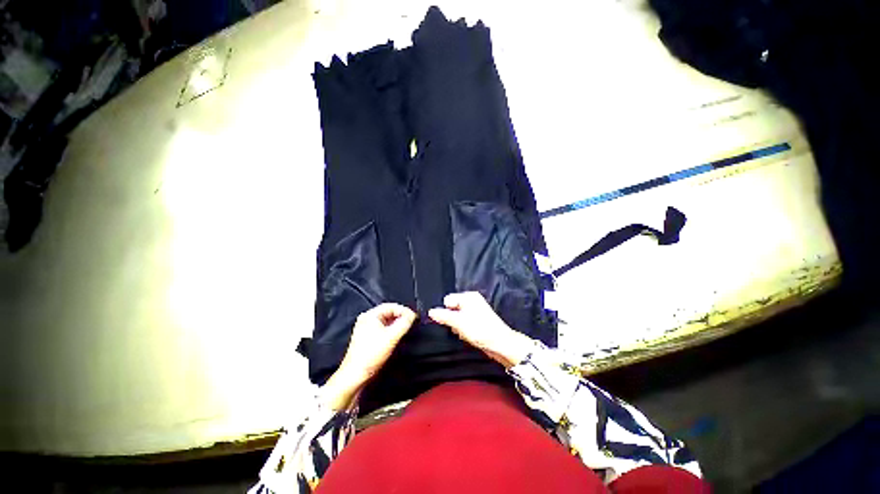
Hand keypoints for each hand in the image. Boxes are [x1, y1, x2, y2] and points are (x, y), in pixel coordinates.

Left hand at [337, 303, 416, 385]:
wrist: (356, 375)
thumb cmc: (371, 354)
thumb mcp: (392, 336)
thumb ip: (404, 323)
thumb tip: (413, 315)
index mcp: (370, 315)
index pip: (391, 306)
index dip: (404, 310)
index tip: (414, 317)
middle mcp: (367, 319)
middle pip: (389, 312)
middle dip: (401, 316)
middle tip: (412, 322)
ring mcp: (366, 328)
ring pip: (387, 320)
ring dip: (397, 323)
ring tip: (407, 328)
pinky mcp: (368, 337)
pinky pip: (383, 328)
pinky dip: (392, 329)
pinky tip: (398, 335)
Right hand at [428, 292, 532, 368]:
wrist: (500, 344)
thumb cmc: (480, 329)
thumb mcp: (458, 322)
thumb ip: (443, 316)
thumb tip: (430, 312)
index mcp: (468, 296)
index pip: (448, 300)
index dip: (446, 311)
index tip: (449, 321)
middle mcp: (472, 301)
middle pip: (452, 309)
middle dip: (452, 320)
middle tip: (458, 327)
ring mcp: (475, 311)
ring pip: (457, 318)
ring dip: (457, 326)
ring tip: (464, 333)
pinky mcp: (477, 321)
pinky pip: (463, 324)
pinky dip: (463, 330)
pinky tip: (468, 336)